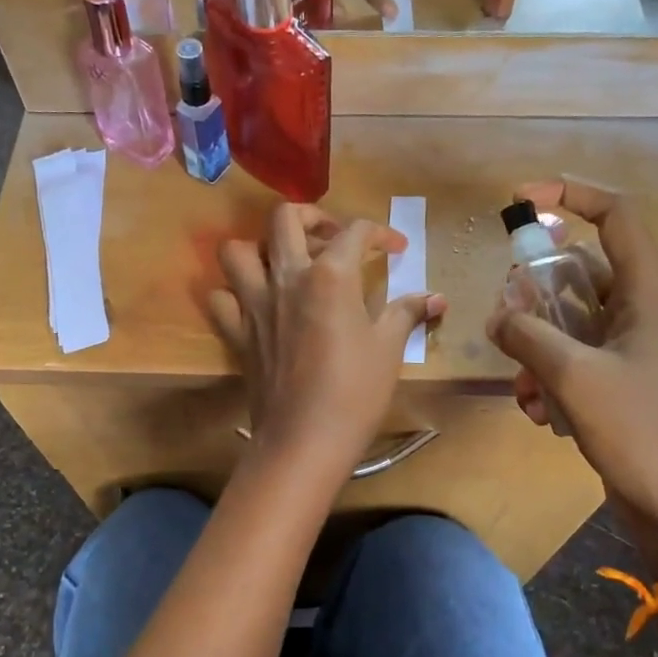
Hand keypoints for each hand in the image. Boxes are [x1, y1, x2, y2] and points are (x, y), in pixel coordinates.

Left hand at [210, 205, 445, 477]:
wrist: (304, 440)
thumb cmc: (355, 393)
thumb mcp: (388, 349)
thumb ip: (408, 313)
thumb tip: (436, 298)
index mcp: (330, 275)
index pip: (354, 231)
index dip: (380, 233)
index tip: (395, 249)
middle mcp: (286, 278)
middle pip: (285, 218)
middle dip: (312, 216)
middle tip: (332, 239)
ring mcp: (254, 304)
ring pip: (238, 250)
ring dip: (261, 247)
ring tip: (286, 263)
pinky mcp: (237, 332)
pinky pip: (220, 298)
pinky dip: (233, 292)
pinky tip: (255, 302)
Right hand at [485, 179, 657, 567]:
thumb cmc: (640, 430)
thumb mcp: (573, 376)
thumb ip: (528, 335)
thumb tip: (498, 315)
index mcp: (647, 292)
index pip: (614, 215)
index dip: (570, 195)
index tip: (521, 199)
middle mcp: (640, 310)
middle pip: (579, 270)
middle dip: (535, 291)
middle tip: (507, 316)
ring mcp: (629, 348)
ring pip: (568, 319)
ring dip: (535, 344)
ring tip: (523, 385)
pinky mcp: (618, 381)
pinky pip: (571, 357)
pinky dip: (546, 376)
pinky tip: (537, 412)